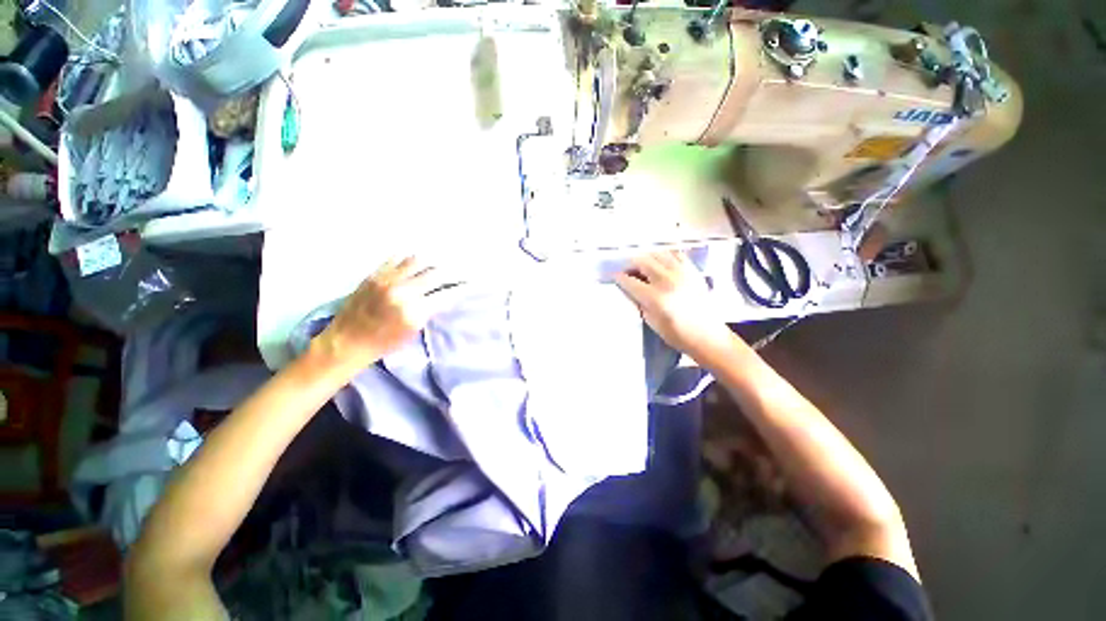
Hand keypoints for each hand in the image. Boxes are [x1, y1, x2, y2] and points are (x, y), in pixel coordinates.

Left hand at [310, 257, 461, 373]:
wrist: (346, 342)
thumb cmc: (384, 343)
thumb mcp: (413, 331)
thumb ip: (430, 310)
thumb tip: (444, 294)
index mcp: (414, 311)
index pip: (446, 293)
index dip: (461, 287)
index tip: (469, 284)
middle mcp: (403, 291)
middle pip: (436, 273)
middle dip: (451, 273)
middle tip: (458, 272)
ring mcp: (387, 280)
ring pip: (418, 261)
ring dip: (432, 263)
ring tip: (438, 265)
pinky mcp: (374, 274)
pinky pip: (397, 258)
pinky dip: (410, 259)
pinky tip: (416, 263)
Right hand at [614, 251, 733, 359]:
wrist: (709, 336)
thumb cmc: (678, 335)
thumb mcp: (652, 323)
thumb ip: (640, 303)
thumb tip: (632, 290)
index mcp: (656, 298)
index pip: (631, 281)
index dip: (619, 278)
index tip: (614, 277)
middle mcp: (668, 281)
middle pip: (642, 261)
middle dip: (631, 265)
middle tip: (628, 272)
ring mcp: (682, 273)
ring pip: (658, 254)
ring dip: (647, 258)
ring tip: (643, 267)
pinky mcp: (693, 271)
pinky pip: (676, 254)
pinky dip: (665, 256)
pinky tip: (662, 263)